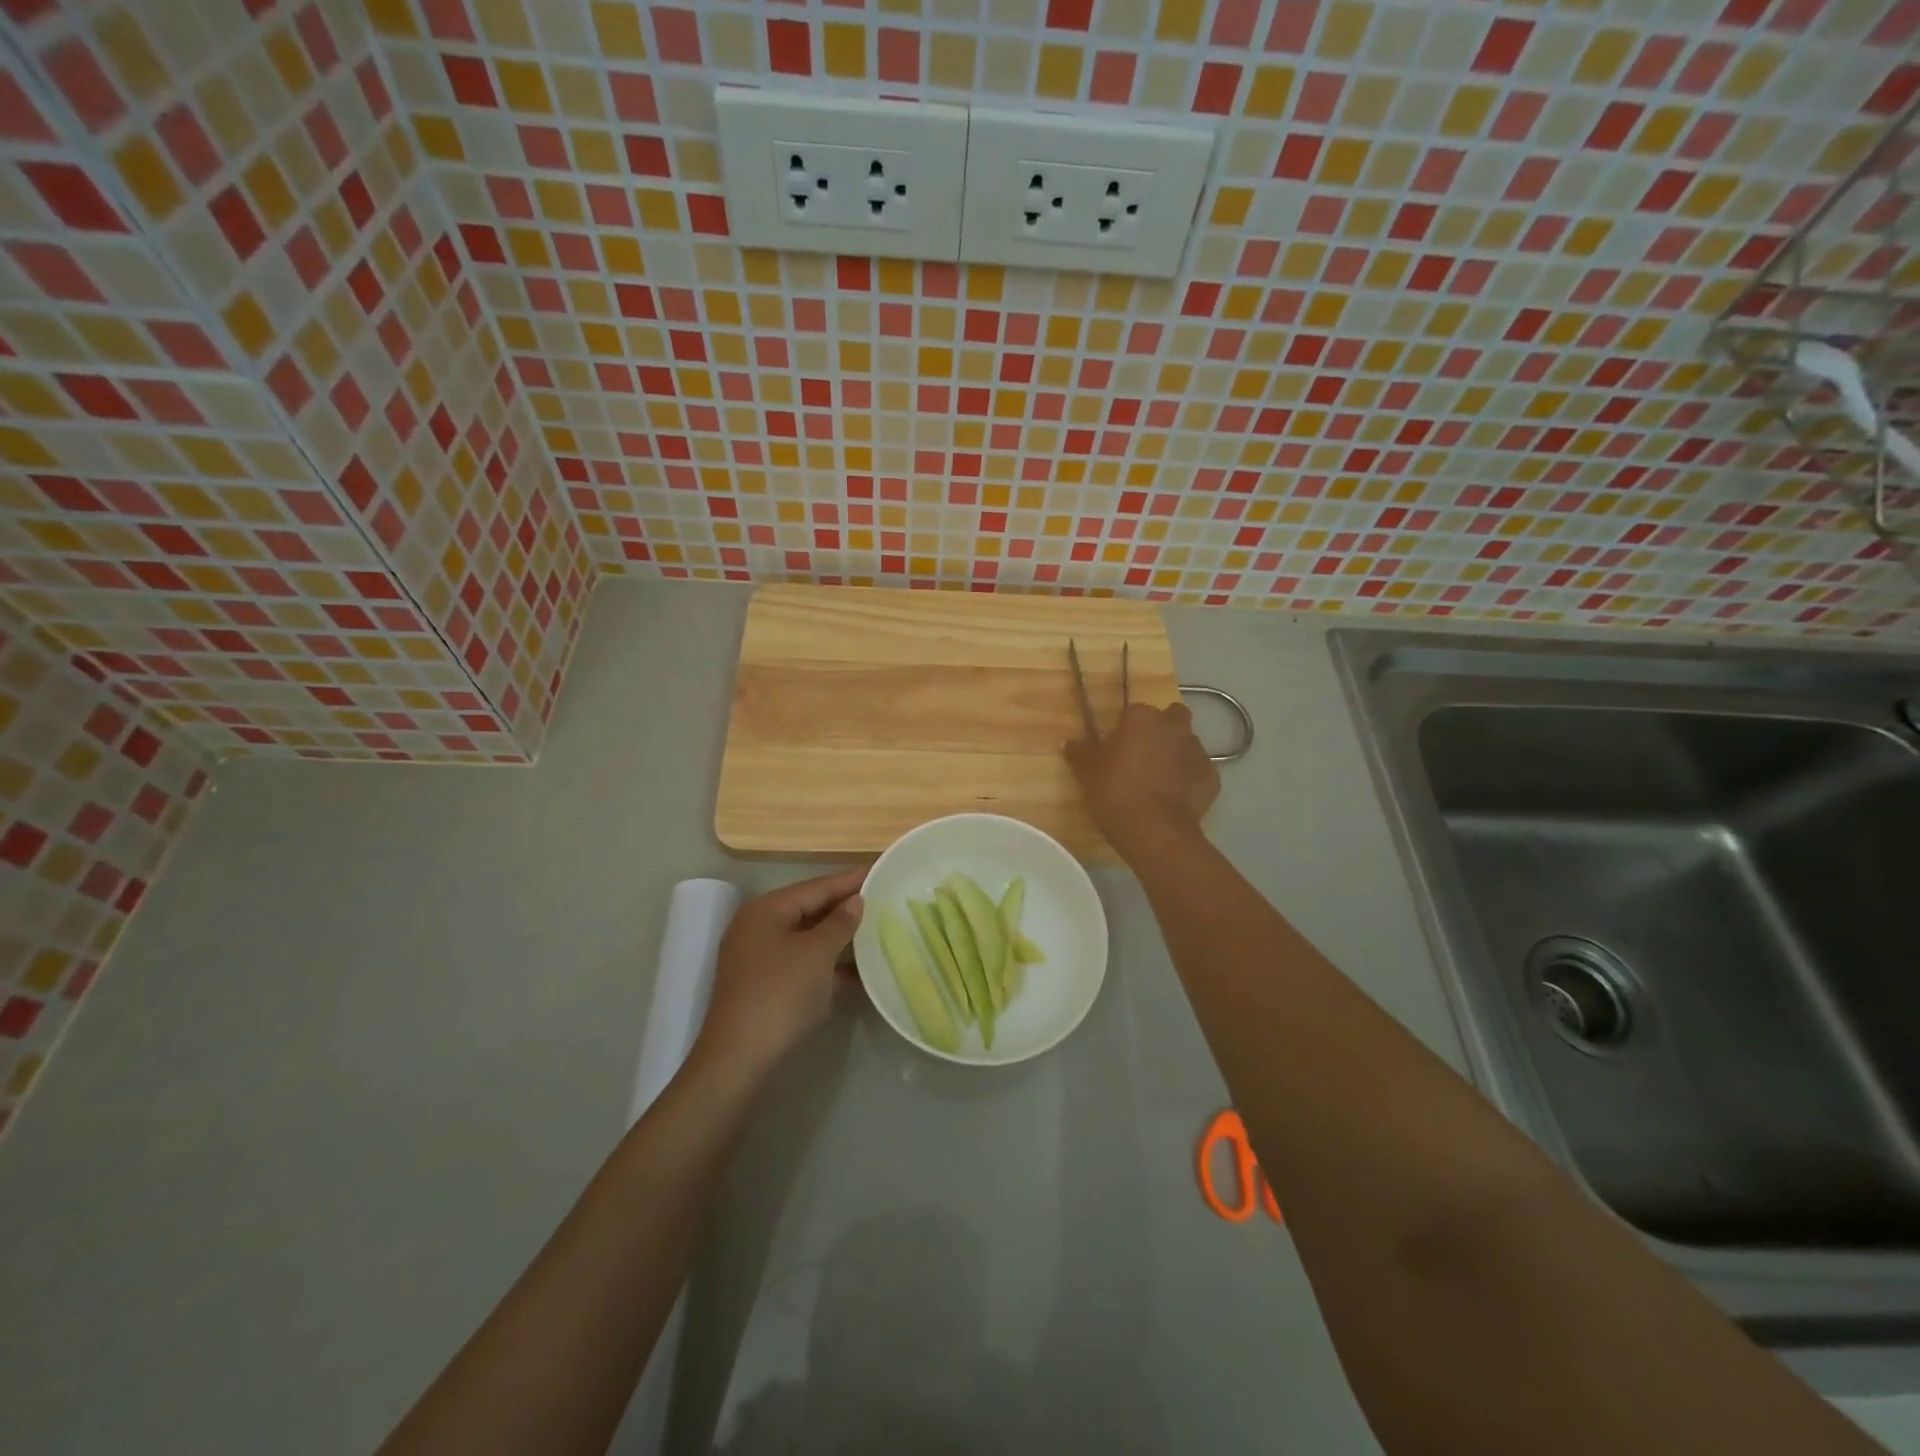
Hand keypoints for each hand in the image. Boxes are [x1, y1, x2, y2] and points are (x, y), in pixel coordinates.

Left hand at [698, 867, 865, 1073]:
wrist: (740, 1058)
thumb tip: (855, 901)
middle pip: (810, 909)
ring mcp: (759, 959)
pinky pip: (803, 964)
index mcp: (766, 910)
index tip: (879, 870)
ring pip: (808, 939)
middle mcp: (758, 927)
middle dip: (845, 908)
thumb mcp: (817, 953)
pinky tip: (859, 972)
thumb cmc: (780, 994)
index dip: (849, 880)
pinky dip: (828, 965)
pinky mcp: (765, 987)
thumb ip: (840, 923)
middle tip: (883, 899)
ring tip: (877, 931)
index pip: (816, 886)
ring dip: (840, 938)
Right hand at [1065, 701, 1219, 856]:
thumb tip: (1067, 742)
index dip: (1126, 730)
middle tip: (1143, 756)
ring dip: (1176, 755)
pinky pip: (1198, 772)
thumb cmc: (1115, 793)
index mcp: (1142, 718)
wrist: (1155, 831)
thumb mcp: (1087, 774)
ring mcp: (1197, 751)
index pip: (1135, 712)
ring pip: (1187, 744)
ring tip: (1159, 781)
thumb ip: (1079, 753)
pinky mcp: (1212, 777)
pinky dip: (1189, 780)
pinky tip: (1174, 799)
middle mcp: (1173, 727)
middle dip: (1161, 731)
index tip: (1117, 749)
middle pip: (1171, 718)